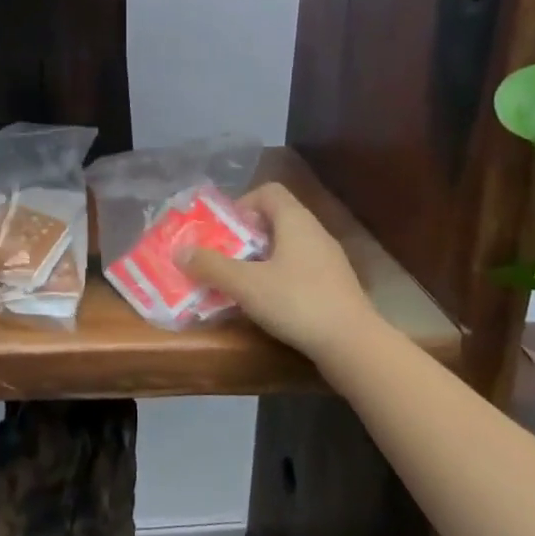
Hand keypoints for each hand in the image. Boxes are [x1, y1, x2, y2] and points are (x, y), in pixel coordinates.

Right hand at [176, 183, 380, 363]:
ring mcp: (329, 259)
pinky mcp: (336, 285)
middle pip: (275, 219)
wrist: (354, 344)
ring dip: (262, 259)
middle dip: (246, 236)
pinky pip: (301, 269)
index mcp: (295, 220)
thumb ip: (211, 266)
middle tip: (225, 258)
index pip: (268, 191)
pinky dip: (281, 278)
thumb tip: (180, 251)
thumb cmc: (297, 302)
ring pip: (288, 247)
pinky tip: (269, 303)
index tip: (225, 230)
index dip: (243, 204)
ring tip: (241, 283)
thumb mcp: (245, 284)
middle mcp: (315, 231)